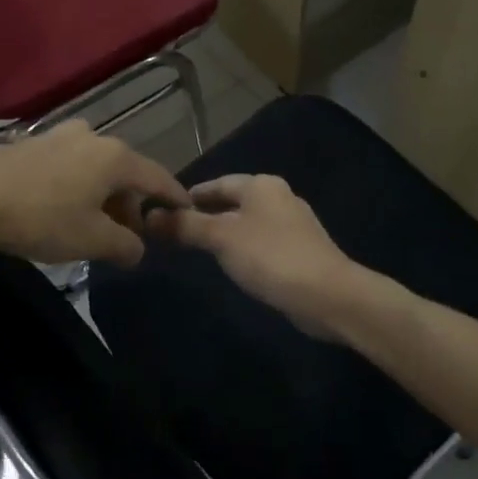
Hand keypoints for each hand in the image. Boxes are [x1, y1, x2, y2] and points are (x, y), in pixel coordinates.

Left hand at [0, 121, 187, 266]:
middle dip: (131, 204)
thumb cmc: (41, 217)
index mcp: (116, 158)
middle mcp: (94, 137)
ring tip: (92, 224)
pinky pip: (71, 165)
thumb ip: (125, 246)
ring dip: (102, 195)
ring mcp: (61, 135)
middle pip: (126, 173)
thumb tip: (138, 250)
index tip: (186, 210)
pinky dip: (78, 185)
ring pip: (97, 168)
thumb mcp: (91, 240)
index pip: (158, 178)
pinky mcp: (34, 142)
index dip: (174, 197)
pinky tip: (62, 207)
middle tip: (127, 234)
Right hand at [145, 174, 364, 336]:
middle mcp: (279, 197)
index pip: (217, 183)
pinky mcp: (301, 251)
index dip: (190, 196)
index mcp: (262, 185)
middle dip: (206, 215)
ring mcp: (294, 225)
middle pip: (233, 202)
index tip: (165, 210)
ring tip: (199, 250)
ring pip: (248, 223)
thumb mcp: (221, 238)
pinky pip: (262, 243)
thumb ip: (185, 226)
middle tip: (176, 232)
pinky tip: (233, 266)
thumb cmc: (271, 257)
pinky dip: (243, 249)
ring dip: (225, 233)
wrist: (328, 295)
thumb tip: (149, 216)